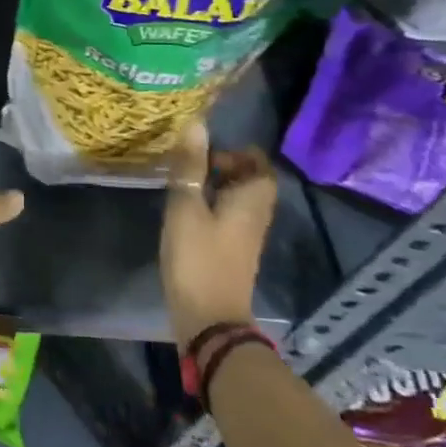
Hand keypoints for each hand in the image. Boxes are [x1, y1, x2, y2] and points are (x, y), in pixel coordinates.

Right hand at [161, 121, 276, 348]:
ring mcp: (245, 238)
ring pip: (239, 201)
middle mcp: (256, 217)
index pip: (261, 166)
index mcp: (252, 201)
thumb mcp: (186, 207)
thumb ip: (190, 167)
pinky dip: (212, 207)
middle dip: (225, 168)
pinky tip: (185, 211)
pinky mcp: (232, 254)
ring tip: (184, 184)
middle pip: (251, 182)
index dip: (239, 153)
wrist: (209, 322)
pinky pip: (229, 218)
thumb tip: (197, 124)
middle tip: (192, 165)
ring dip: (217, 188)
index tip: (209, 152)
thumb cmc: (197, 259)